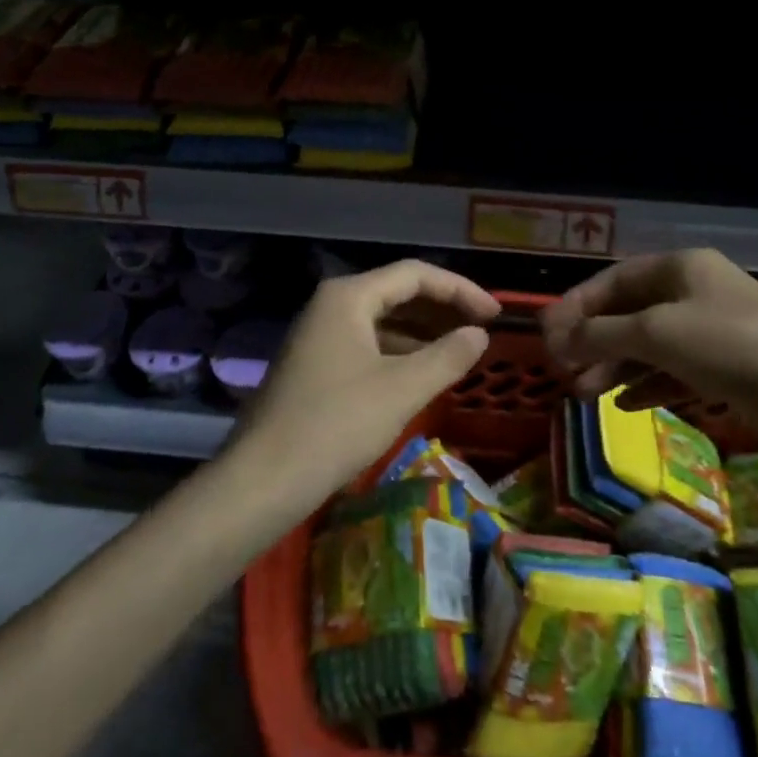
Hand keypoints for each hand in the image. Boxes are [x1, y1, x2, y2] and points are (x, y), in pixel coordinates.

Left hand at [233, 259, 499, 499]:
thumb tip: (479, 335)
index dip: (461, 290)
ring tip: (461, 350)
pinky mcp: (315, 365)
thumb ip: (448, 356)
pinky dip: (400, 352)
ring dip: (424, 332)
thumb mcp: (402, 389)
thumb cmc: (336, 425)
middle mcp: (331, 306)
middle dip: (443, 309)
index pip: (416, 275)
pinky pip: (368, 345)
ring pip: (383, 321)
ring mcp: (319, 336)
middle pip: (398, 293)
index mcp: (348, 297)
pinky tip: (423, 372)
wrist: (262, 481)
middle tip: (483, 330)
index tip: (495, 314)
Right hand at [541, 249, 757, 412]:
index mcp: (679, 268)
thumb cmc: (731, 346)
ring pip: (649, 346)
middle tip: (562, 372)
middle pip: (629, 313)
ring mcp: (712, 333)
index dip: (576, 307)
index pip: (612, 280)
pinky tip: (624, 406)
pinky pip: (674, 373)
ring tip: (583, 394)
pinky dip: (647, 386)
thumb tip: (558, 339)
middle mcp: (694, 293)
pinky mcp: (727, 370)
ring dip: (614, 367)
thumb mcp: (657, 332)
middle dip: (593, 342)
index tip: (546, 338)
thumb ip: (602, 334)